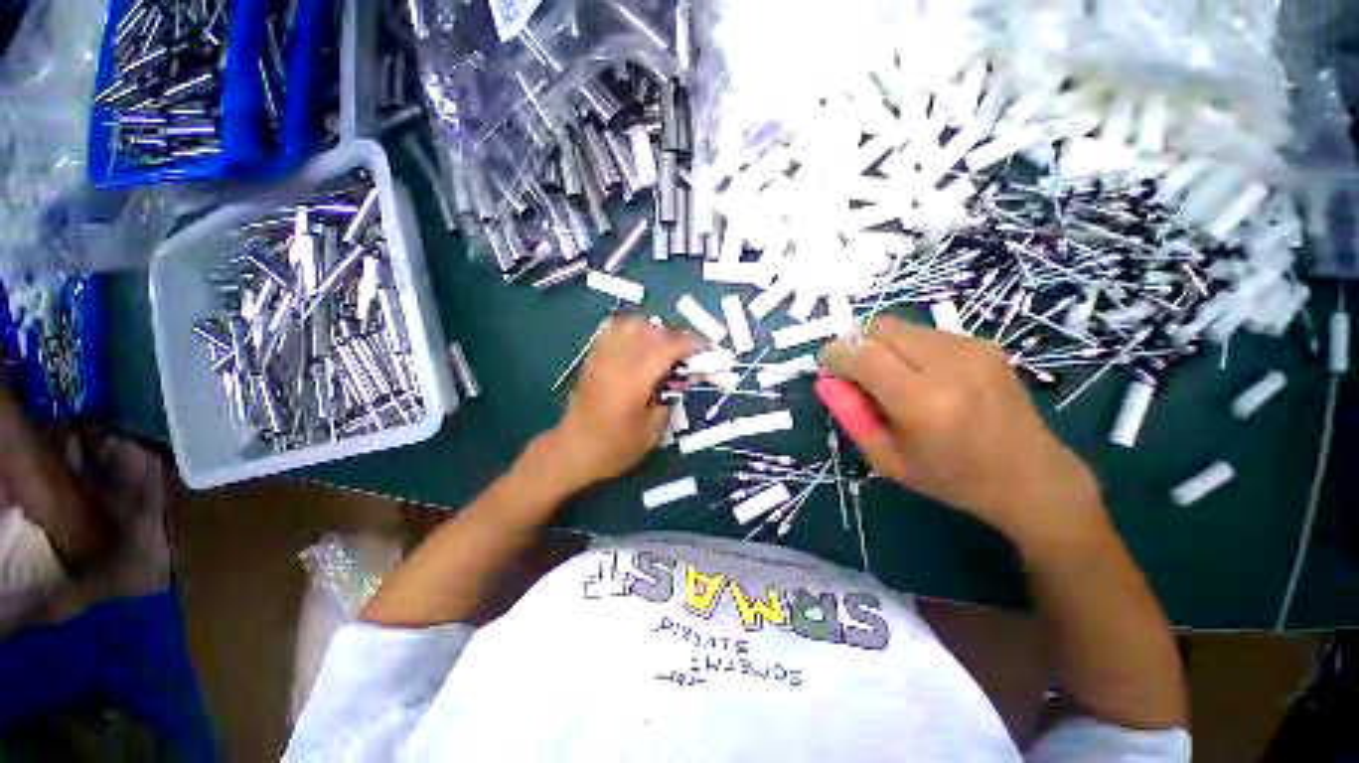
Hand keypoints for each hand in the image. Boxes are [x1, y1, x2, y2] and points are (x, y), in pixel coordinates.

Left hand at [543, 317, 703, 490]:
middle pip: (652, 331)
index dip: (692, 344)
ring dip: (654, 331)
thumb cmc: (615, 448)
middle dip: (676, 337)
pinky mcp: (593, 357)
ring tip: (664, 349)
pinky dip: (633, 331)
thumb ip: (670, 398)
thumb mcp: (653, 431)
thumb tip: (681, 376)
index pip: (668, 347)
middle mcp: (616, 361)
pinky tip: (641, 347)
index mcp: (633, 380)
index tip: (708, 348)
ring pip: (632, 324)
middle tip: (687, 355)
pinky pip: (615, 330)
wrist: (573, 450)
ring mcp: (601, 355)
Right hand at [818, 317, 1103, 547]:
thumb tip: (825, 380)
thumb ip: (850, 415)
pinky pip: (927, 332)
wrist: (1032, 477)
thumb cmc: (951, 478)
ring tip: (898, 379)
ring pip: (903, 326)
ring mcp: (972, 350)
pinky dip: (912, 348)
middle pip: (881, 328)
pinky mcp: (985, 344)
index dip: (835, 355)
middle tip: (863, 375)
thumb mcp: (887, 458)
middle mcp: (948, 366)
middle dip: (861, 346)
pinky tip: (927, 377)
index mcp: (922, 403)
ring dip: (886, 347)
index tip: (828, 366)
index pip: (862, 356)